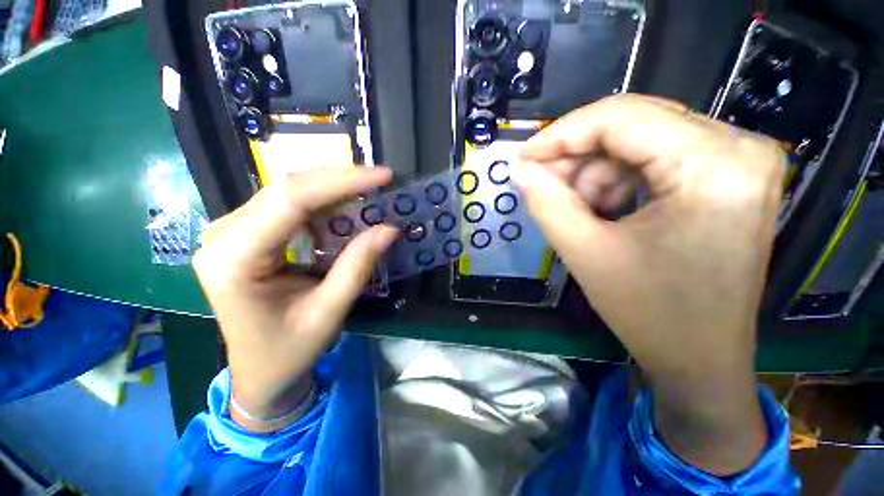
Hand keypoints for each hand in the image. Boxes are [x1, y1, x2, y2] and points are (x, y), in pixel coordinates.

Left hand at [192, 168, 397, 431]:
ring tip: (368, 194)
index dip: (341, 182)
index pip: (291, 201)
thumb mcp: (328, 312)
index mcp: (234, 260)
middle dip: (340, 180)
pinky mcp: (245, 234)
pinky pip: (287, 205)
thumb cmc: (287, 350)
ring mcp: (231, 232)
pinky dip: (322, 204)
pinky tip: (344, 210)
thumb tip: (389, 229)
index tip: (382, 176)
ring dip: (333, 189)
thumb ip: (357, 267)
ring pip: (287, 191)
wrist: (258, 371)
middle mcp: (223, 236)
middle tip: (380, 180)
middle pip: (287, 188)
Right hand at [513, 94, 785, 473]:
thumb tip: (521, 171)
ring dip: (592, 173)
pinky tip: (601, 212)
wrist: (703, 359)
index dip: (562, 133)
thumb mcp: (588, 253)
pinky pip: (646, 160)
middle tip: (537, 183)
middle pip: (628, 123)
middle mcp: (731, 150)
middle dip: (573, 153)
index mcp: (710, 166)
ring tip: (574, 211)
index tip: (523, 155)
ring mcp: (729, 162)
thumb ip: (549, 203)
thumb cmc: (652, 313)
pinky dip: (612, 181)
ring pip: (634, 142)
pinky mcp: (717, 178)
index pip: (620, 117)